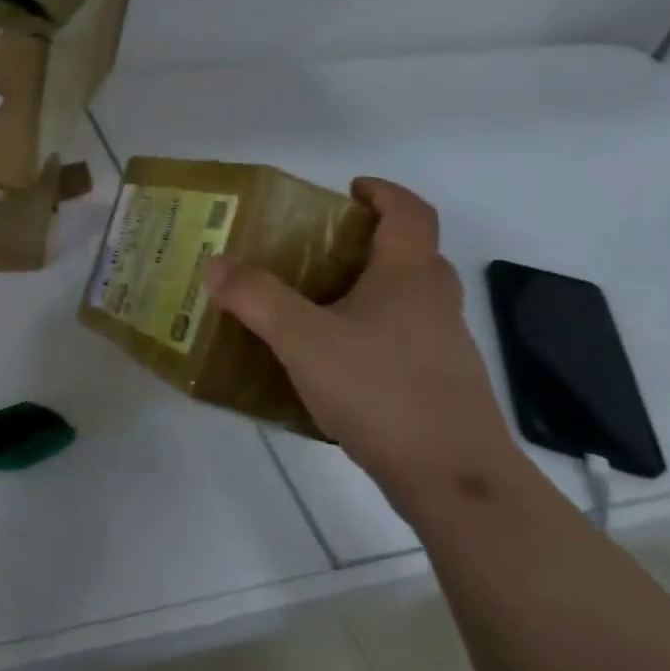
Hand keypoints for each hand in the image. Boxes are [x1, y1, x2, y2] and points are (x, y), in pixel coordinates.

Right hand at [204, 177, 523, 508]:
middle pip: (412, 254)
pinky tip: (337, 362)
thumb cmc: (381, 391)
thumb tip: (215, 263)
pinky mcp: (442, 384)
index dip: (382, 192)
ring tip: (318, 305)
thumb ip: (256, 297)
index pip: (410, 212)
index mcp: (409, 276)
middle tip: (320, 251)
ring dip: (372, 289)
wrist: (454, 480)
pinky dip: (375, 332)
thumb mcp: (303, 339)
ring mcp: (445, 346)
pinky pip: (406, 338)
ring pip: (410, 299)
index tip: (349, 190)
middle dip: (369, 243)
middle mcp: (435, 303)